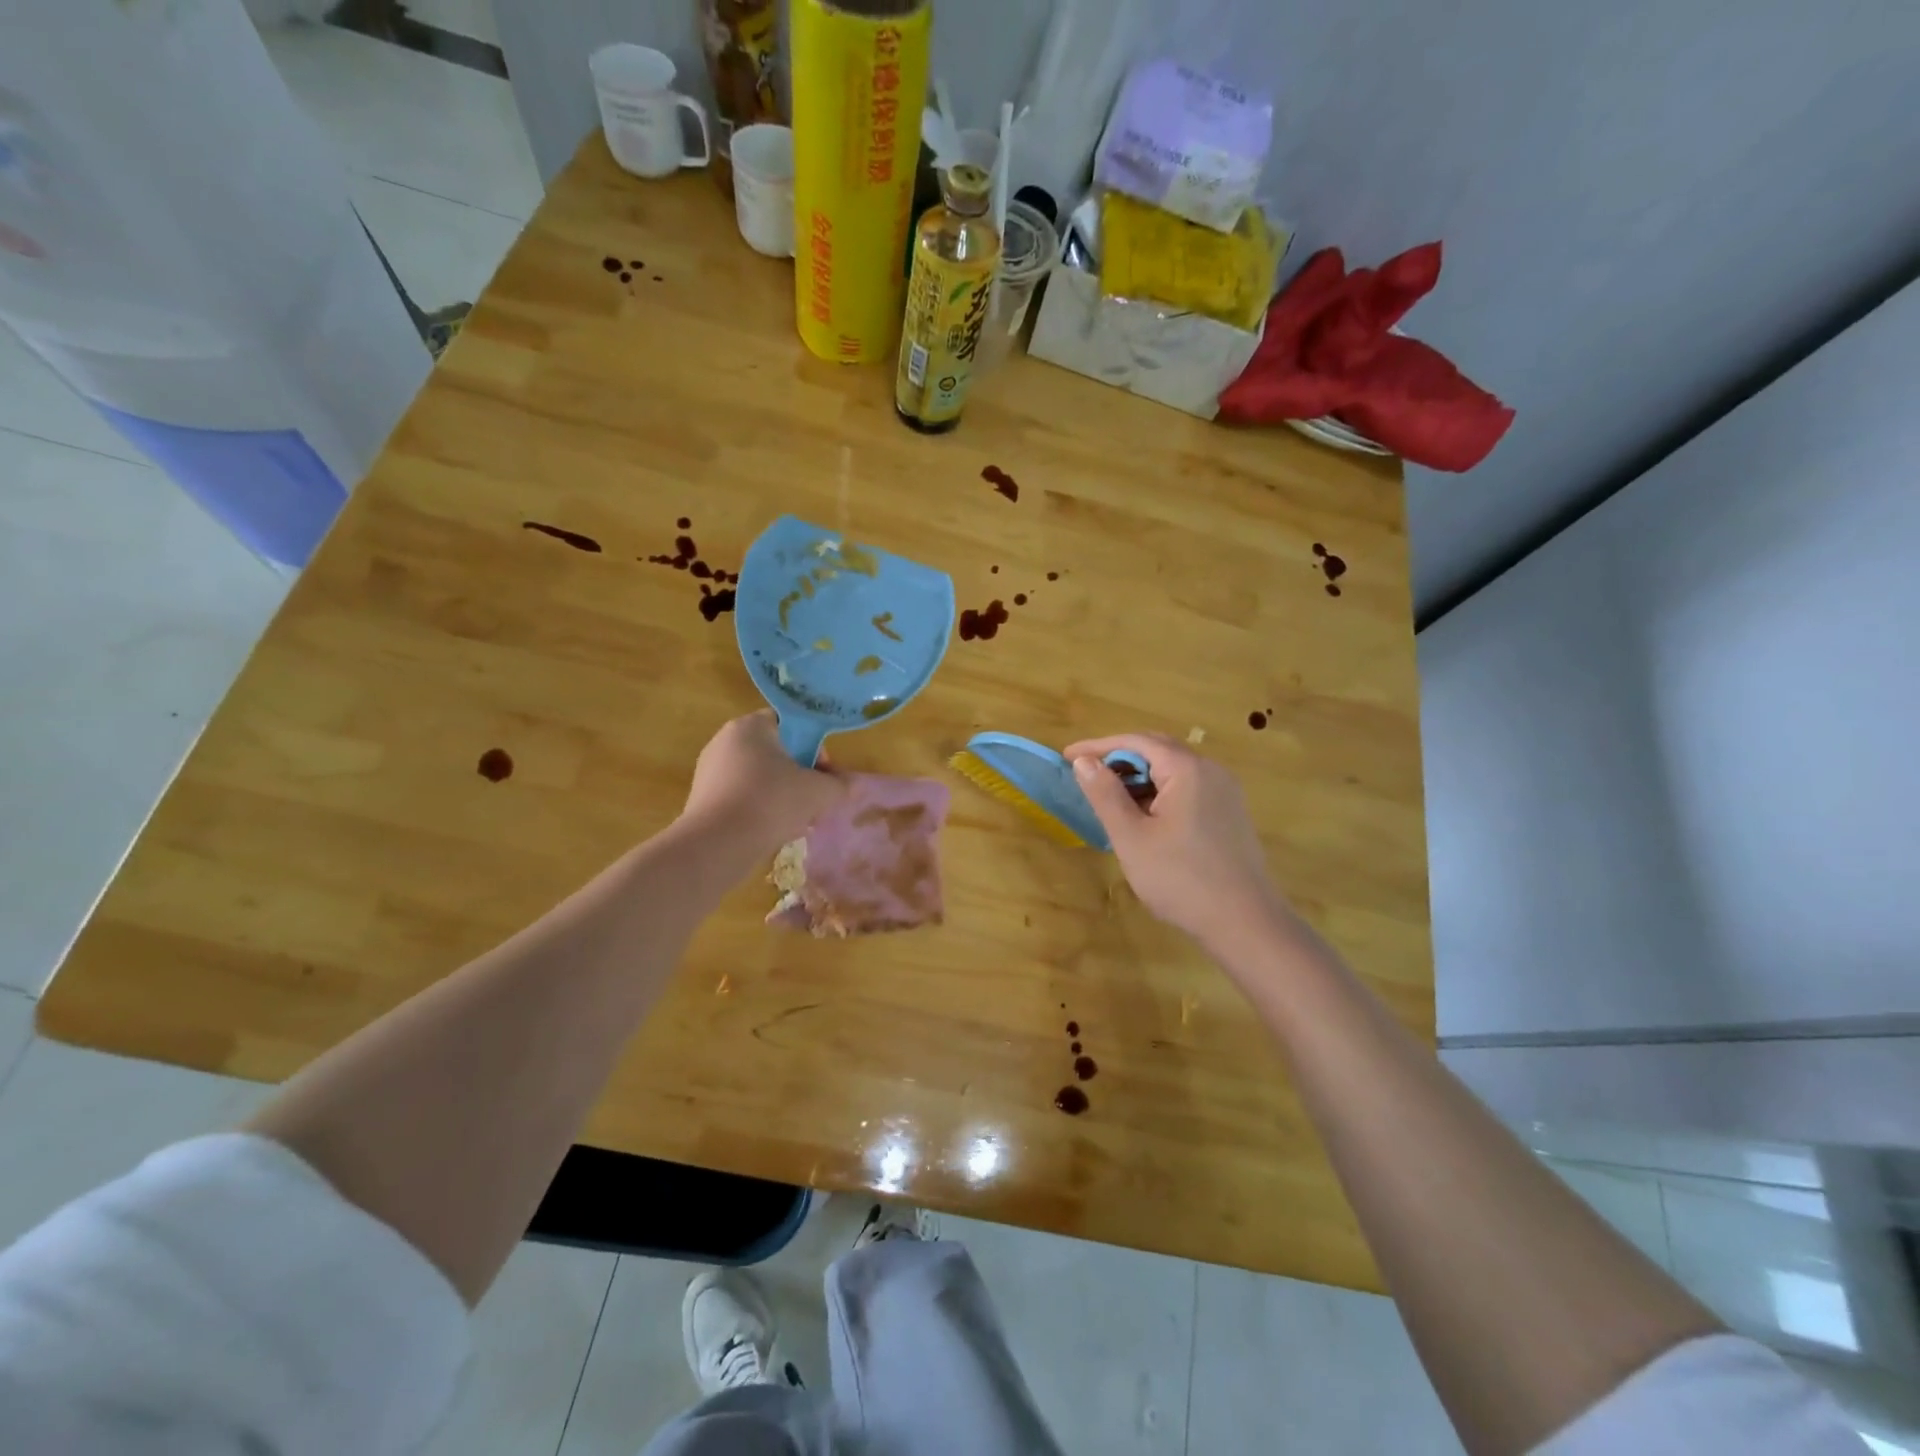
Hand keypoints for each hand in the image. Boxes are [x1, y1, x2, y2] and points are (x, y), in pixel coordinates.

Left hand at [680, 712, 847, 860]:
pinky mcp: (702, 799)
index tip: (824, 773)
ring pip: (759, 779)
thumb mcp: (818, 792)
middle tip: (815, 801)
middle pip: (775, 753)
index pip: (789, 724)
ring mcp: (709, 771)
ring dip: (782, 797)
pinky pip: (741, 797)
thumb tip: (848, 785)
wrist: (717, 845)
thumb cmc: (771, 802)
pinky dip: (759, 810)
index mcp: (751, 726)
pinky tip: (772, 833)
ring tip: (797, 823)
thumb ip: (838, 785)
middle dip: (800, 777)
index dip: (813, 746)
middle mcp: (725, 741)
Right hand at [1065, 732, 1294, 946]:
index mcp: (1187, 769)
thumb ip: (1105, 795)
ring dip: (1139, 777)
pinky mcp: (1229, 813)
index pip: (1136, 741)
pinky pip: (1188, 788)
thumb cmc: (1181, 878)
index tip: (1067, 756)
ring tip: (1110, 799)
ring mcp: (1225, 791)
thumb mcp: (1132, 837)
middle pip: (1158, 750)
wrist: (1244, 922)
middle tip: (1087, 774)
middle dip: (1119, 758)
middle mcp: (1210, 770)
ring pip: (1173, 770)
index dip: (1098, 745)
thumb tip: (1084, 761)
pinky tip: (1144, 817)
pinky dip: (1160, 792)